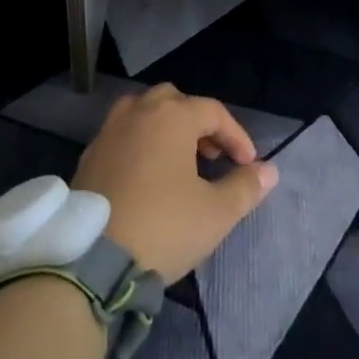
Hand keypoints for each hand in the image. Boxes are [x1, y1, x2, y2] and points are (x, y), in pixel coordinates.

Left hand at [72, 84, 278, 281]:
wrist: (93, 258)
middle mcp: (139, 111)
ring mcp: (109, 130)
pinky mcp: (90, 154)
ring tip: (180, 162)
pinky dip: (141, 144)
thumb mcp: (215, 213)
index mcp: (172, 116)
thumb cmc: (163, 226)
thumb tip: (269, 170)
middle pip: (175, 101)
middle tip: (212, 155)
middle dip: (198, 123)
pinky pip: (122, 134)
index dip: (236, 135)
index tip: (249, 165)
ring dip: (166, 129)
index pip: (213, 112)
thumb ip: (245, 187)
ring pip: (144, 112)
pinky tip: (147, 177)